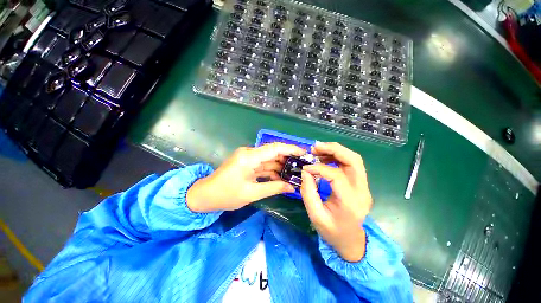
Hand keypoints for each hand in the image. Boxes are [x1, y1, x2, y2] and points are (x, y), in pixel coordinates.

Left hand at [187, 143, 304, 212]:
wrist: (205, 195)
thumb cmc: (226, 195)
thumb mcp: (251, 193)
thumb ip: (274, 188)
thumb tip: (292, 187)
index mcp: (249, 157)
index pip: (274, 148)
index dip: (290, 149)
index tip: (304, 153)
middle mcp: (249, 153)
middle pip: (273, 152)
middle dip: (288, 158)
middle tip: (302, 165)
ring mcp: (248, 157)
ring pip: (269, 159)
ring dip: (281, 165)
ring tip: (295, 172)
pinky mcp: (247, 163)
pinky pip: (263, 165)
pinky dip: (272, 170)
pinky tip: (282, 176)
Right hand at [300, 142, 372, 261]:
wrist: (352, 241)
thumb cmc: (332, 232)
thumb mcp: (315, 216)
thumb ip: (308, 192)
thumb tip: (306, 171)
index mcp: (350, 202)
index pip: (336, 175)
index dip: (319, 168)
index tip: (305, 168)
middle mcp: (362, 191)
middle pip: (354, 160)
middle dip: (334, 149)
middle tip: (315, 147)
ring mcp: (364, 187)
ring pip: (354, 159)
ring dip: (336, 151)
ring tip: (318, 151)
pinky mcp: (361, 184)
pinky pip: (351, 164)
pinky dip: (337, 157)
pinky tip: (325, 159)